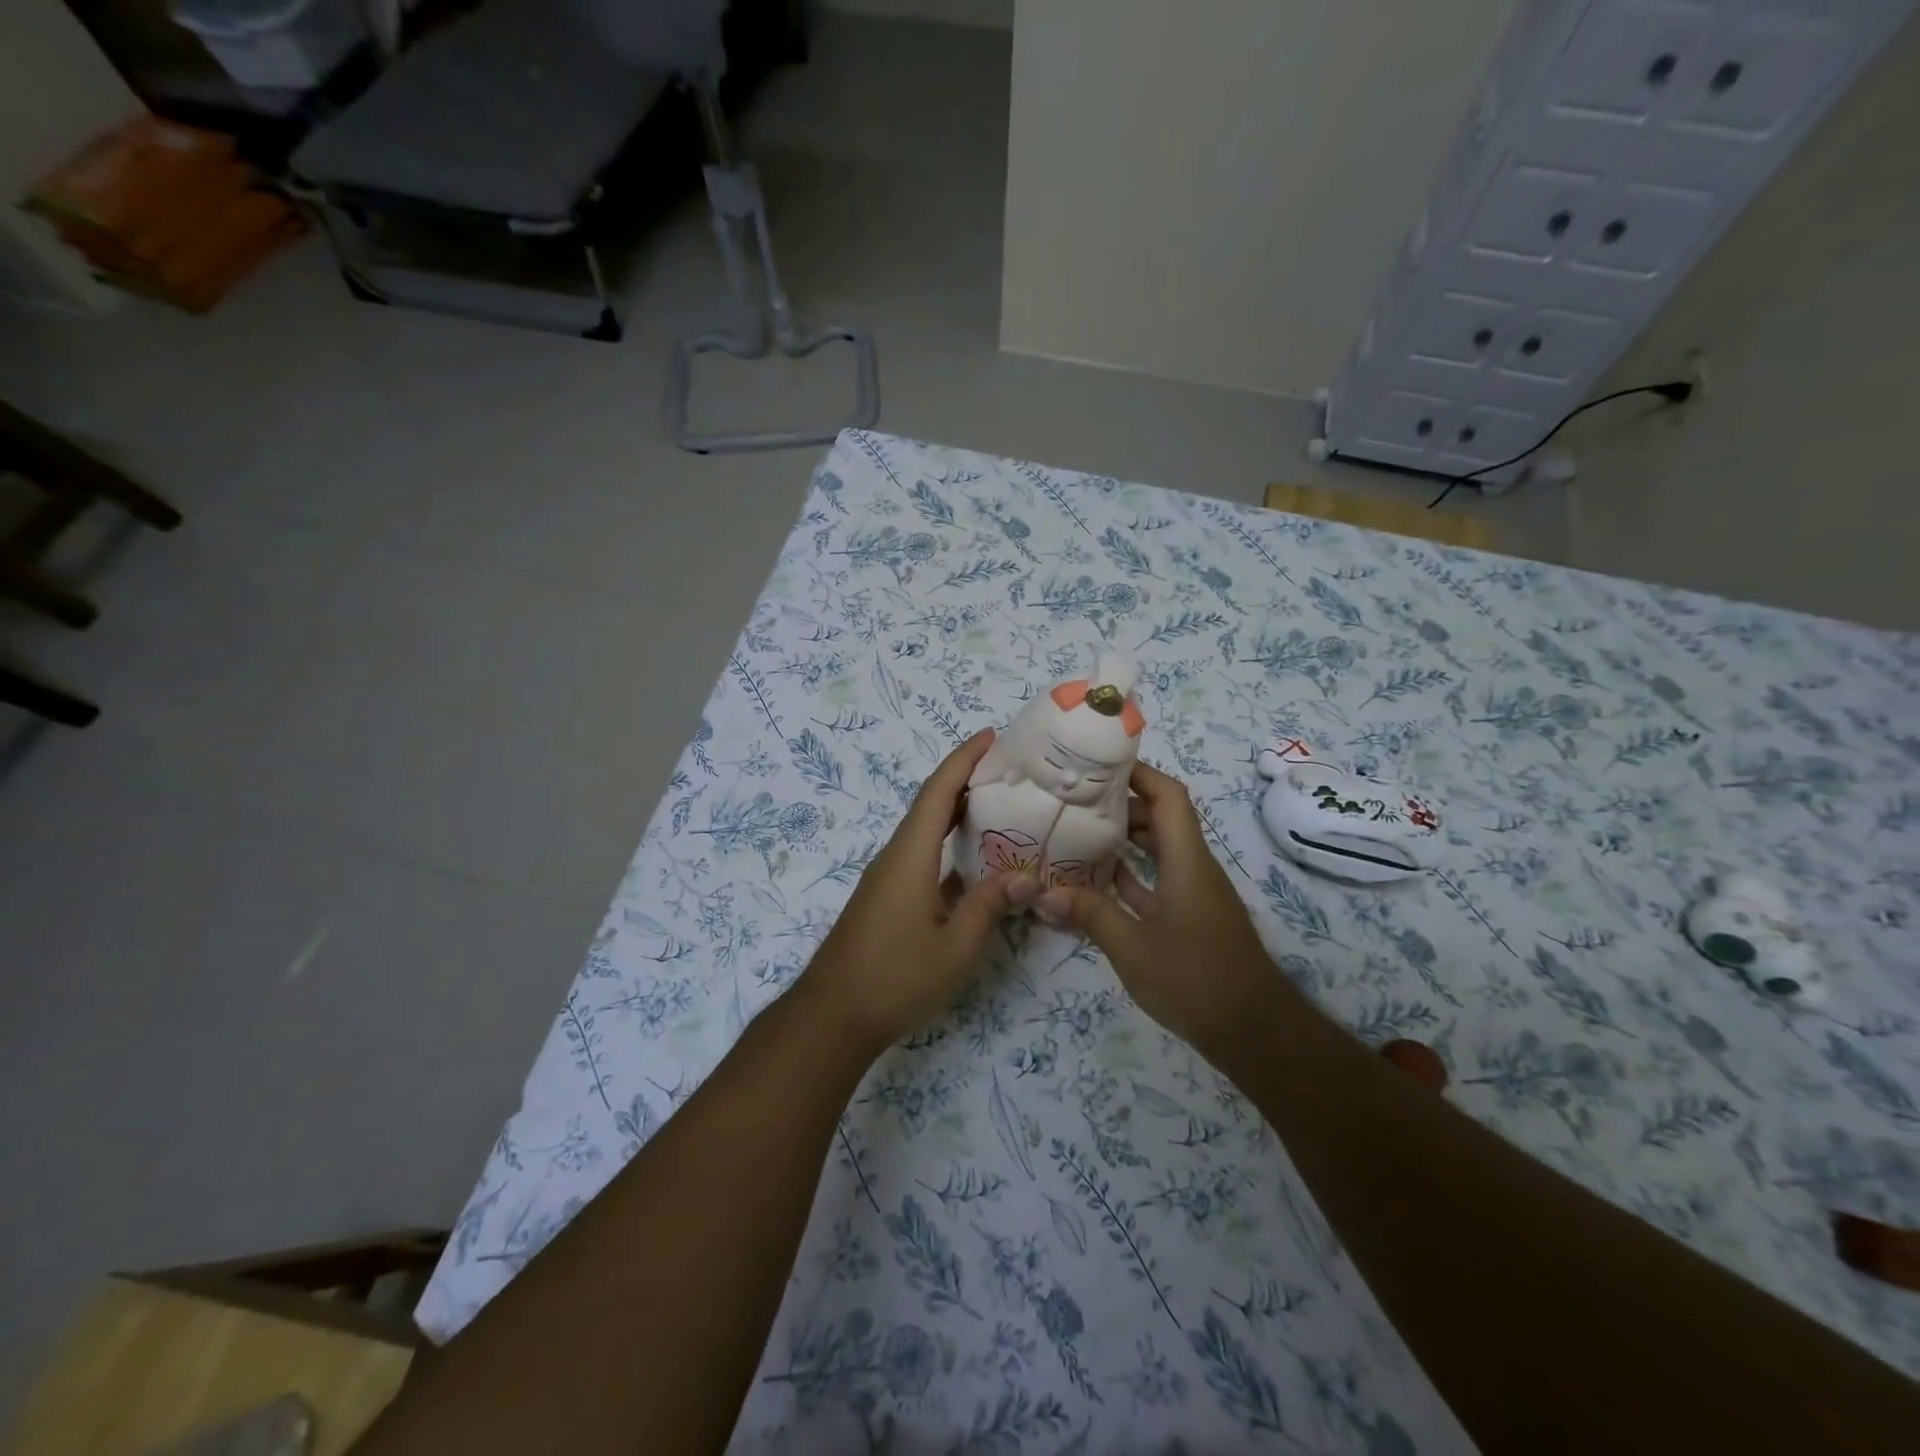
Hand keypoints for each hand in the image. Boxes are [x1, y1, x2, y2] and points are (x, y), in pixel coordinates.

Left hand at [798, 729, 1036, 1054]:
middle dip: (964, 778)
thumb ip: (989, 905)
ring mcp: (887, 878)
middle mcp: (895, 856)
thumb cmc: (895, 978)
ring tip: (998, 805)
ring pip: (924, 831)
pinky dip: (948, 844)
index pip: (938, 792)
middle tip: (1006, 768)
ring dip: (956, 811)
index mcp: (910, 856)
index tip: (990, 735)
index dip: (963, 760)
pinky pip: (921, 855)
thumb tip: (1025, 876)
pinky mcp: (886, 898)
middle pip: (930, 804)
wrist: (833, 1016)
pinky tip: (974, 861)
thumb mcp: (955, 946)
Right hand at [1036, 760, 1277, 1051]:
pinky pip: (1156, 879)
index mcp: (1187, 860)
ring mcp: (1192, 892)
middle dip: (1120, 802)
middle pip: (1160, 817)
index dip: (1138, 772)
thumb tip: (1043, 893)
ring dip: (1123, 838)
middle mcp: (1193, 866)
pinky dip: (1129, 873)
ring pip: (1158, 849)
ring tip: (1077, 830)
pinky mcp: (1189, 916)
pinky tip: (1095, 878)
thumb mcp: (1133, 946)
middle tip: (1074, 797)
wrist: (1252, 1031)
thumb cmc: (1195, 979)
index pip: (1168, 796)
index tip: (1098, 763)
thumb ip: (1090, 914)